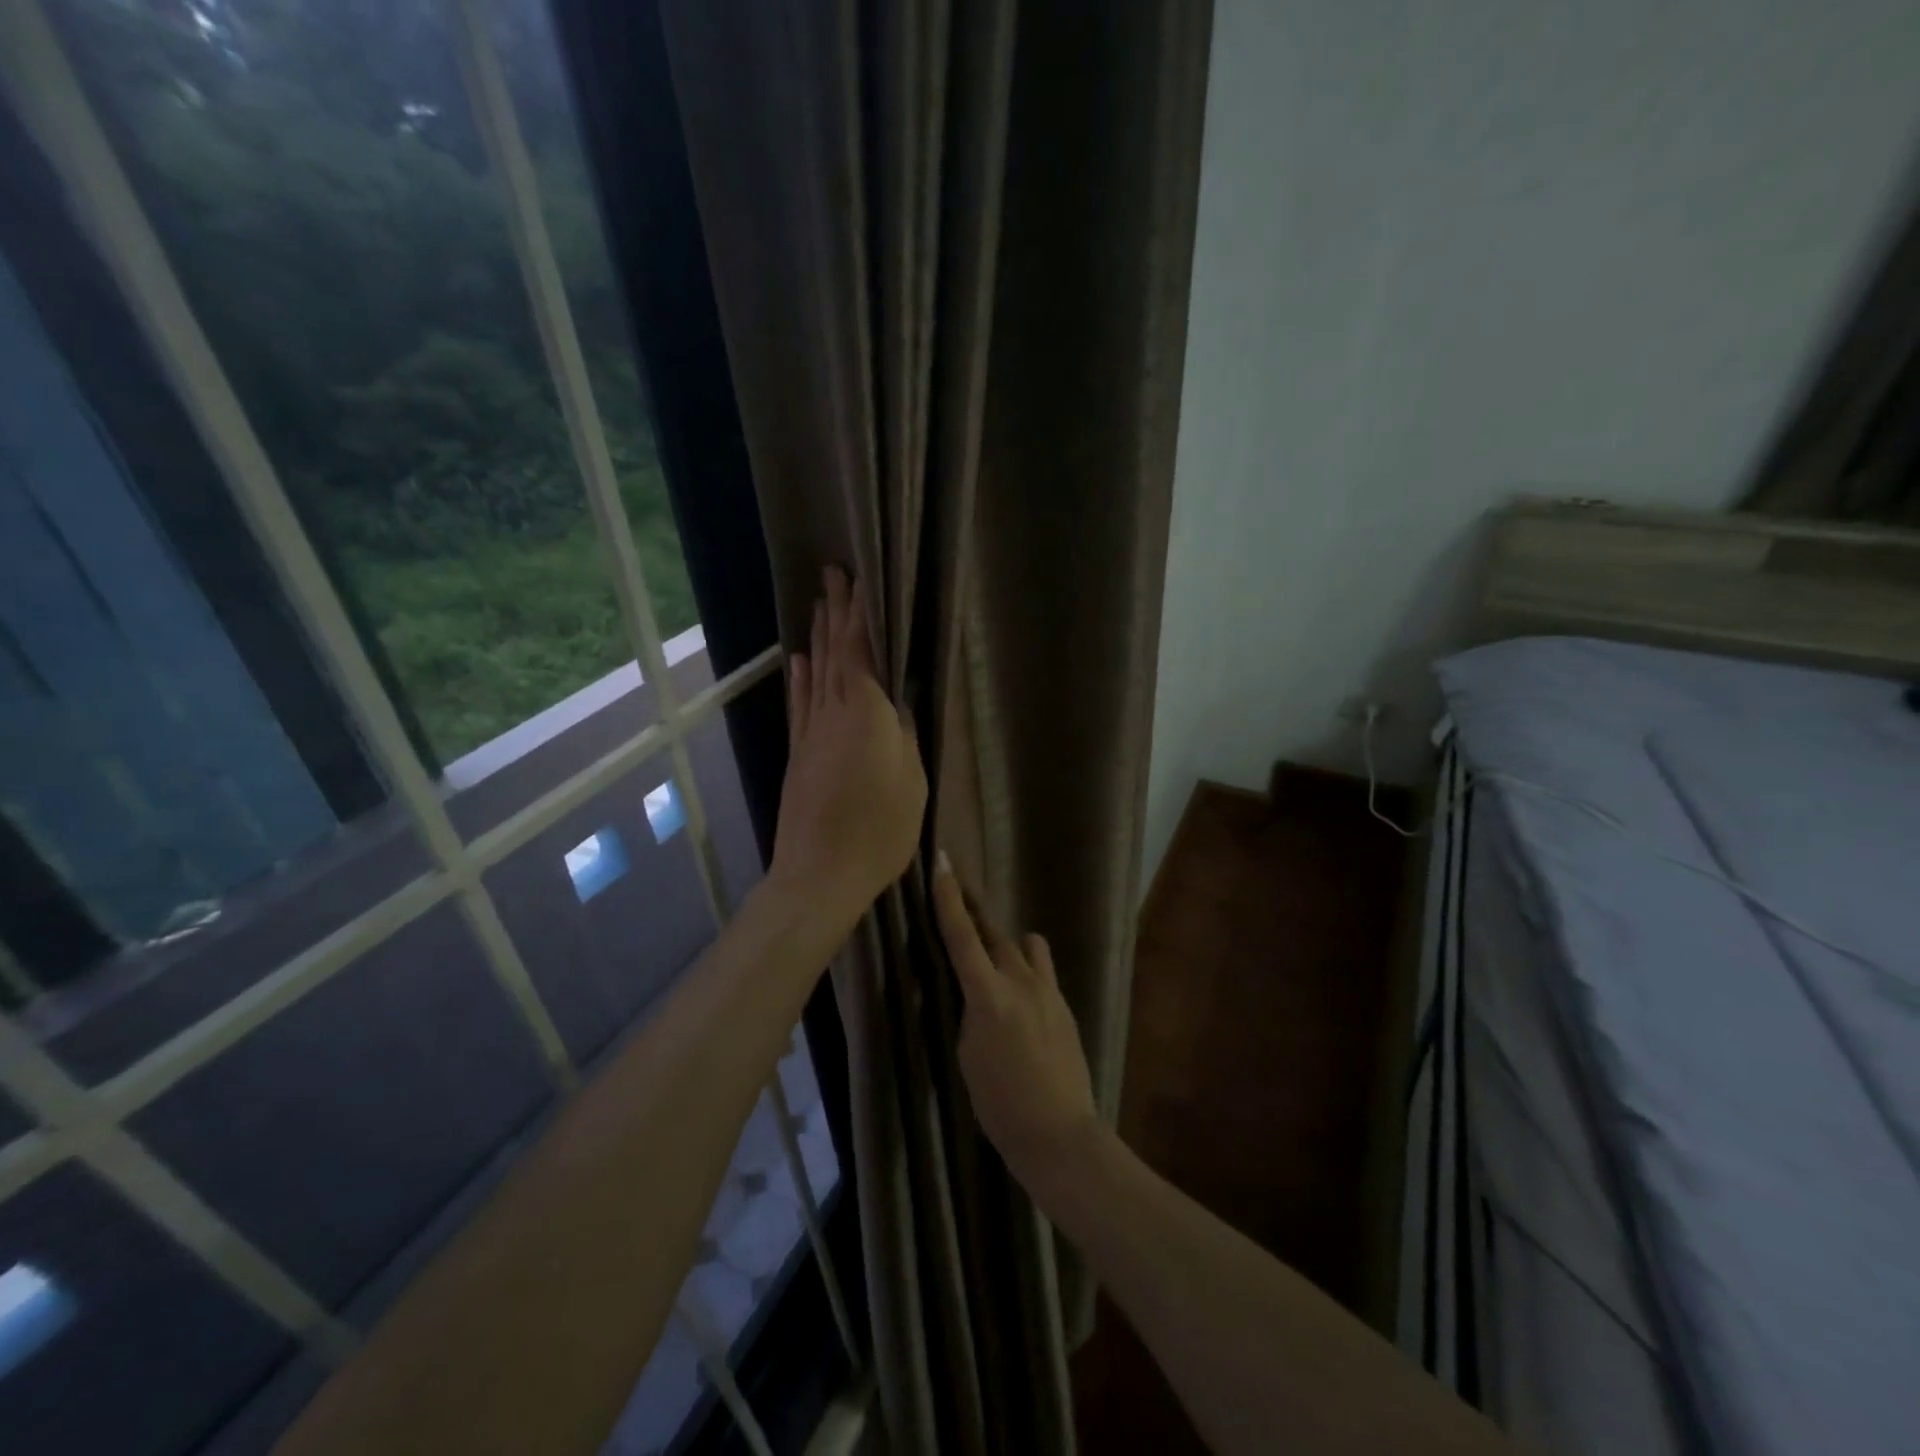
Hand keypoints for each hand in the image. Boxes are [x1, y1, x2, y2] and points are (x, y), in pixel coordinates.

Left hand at [769, 566, 926, 926]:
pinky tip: (800, 660)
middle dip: (837, 612)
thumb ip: (905, 737)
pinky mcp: (799, 754)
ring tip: (818, 604)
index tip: (859, 581)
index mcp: (866, 715)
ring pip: (816, 674)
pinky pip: (800, 704)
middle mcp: (833, 714)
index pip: (862, 652)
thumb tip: (899, 704)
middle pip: (835, 654)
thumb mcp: (912, 783)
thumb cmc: (879, 831)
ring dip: (818, 637)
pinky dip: (801, 678)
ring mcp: (811, 733)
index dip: (861, 616)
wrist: (819, 874)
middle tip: (834, 574)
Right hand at [931, 857, 1100, 1186]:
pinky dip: (1027, 972)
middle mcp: (1021, 982)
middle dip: (975, 912)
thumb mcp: (967, 1055)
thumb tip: (972, 992)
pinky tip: (1021, 999)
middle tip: (959, 893)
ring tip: (996, 959)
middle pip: (995, 933)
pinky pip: (1042, 973)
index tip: (942, 864)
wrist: (1059, 1133)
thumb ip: (969, 1012)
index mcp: (989, 996)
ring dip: (1008, 944)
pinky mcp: (1065, 1005)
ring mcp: (1049, 991)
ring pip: (1027, 946)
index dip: (948, 900)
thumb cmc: (1000, 1103)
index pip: (962, 936)